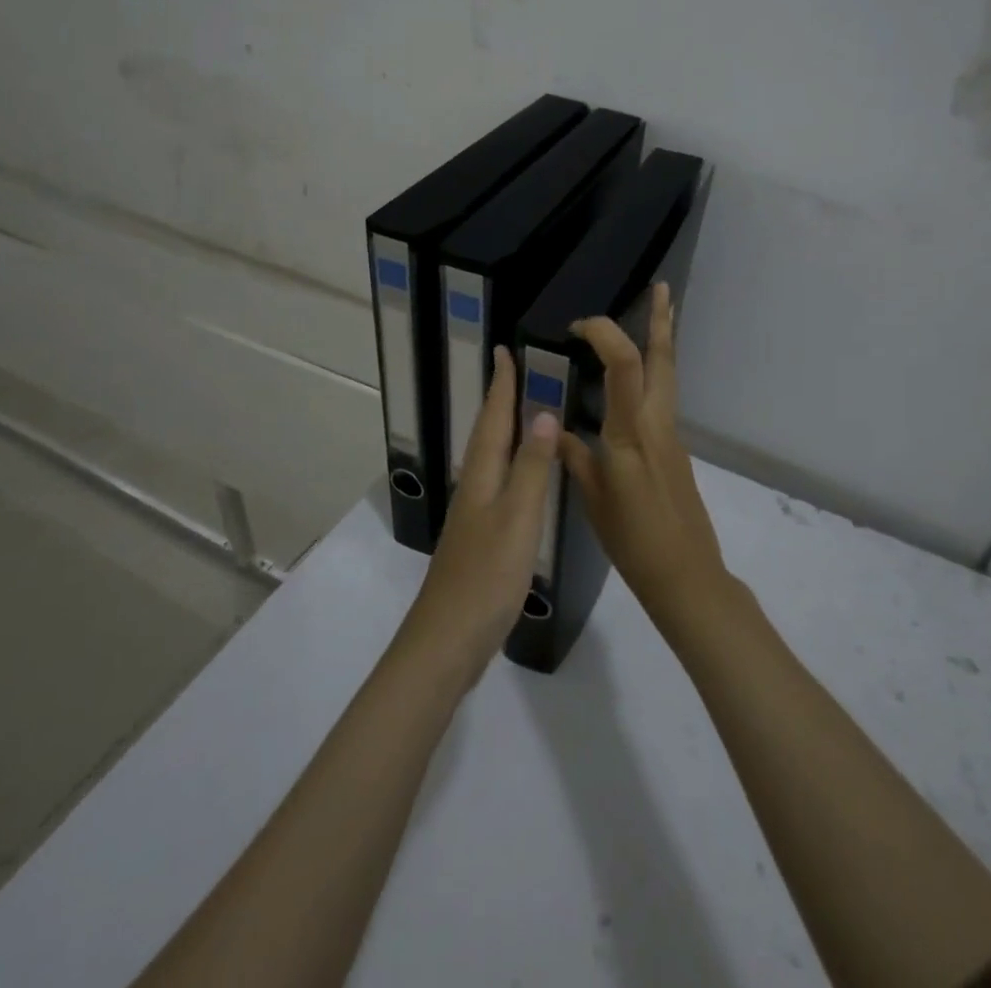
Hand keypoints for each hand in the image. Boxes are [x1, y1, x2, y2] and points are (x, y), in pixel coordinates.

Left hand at [402, 347, 557, 685]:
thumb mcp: (518, 517)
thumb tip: (543, 412)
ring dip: (503, 430)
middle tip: (515, 372)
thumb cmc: (487, 576)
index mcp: (482, 477)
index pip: (493, 419)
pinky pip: (497, 485)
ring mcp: (474, 516)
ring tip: (522, 412)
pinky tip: (520, 477)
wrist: (448, 641)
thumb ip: (531, 467)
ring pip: (490, 459)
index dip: (501, 385)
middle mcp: (474, 488)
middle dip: (499, 401)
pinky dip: (509, 465)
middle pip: (487, 434)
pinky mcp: (479, 540)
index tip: (504, 350)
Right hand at [560, 283, 728, 632]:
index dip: (605, 334)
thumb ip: (574, 457)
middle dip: (661, 320)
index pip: (625, 365)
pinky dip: (653, 375)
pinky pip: (663, 398)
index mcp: (631, 433)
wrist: (686, 575)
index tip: (577, 329)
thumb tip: (552, 428)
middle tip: (661, 288)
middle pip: (663, 359)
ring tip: (656, 316)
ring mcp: (672, 435)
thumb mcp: (592, 500)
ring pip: (668, 376)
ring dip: (661, 342)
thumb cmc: (633, 541)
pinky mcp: (676, 449)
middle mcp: (657, 424)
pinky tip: (635, 382)